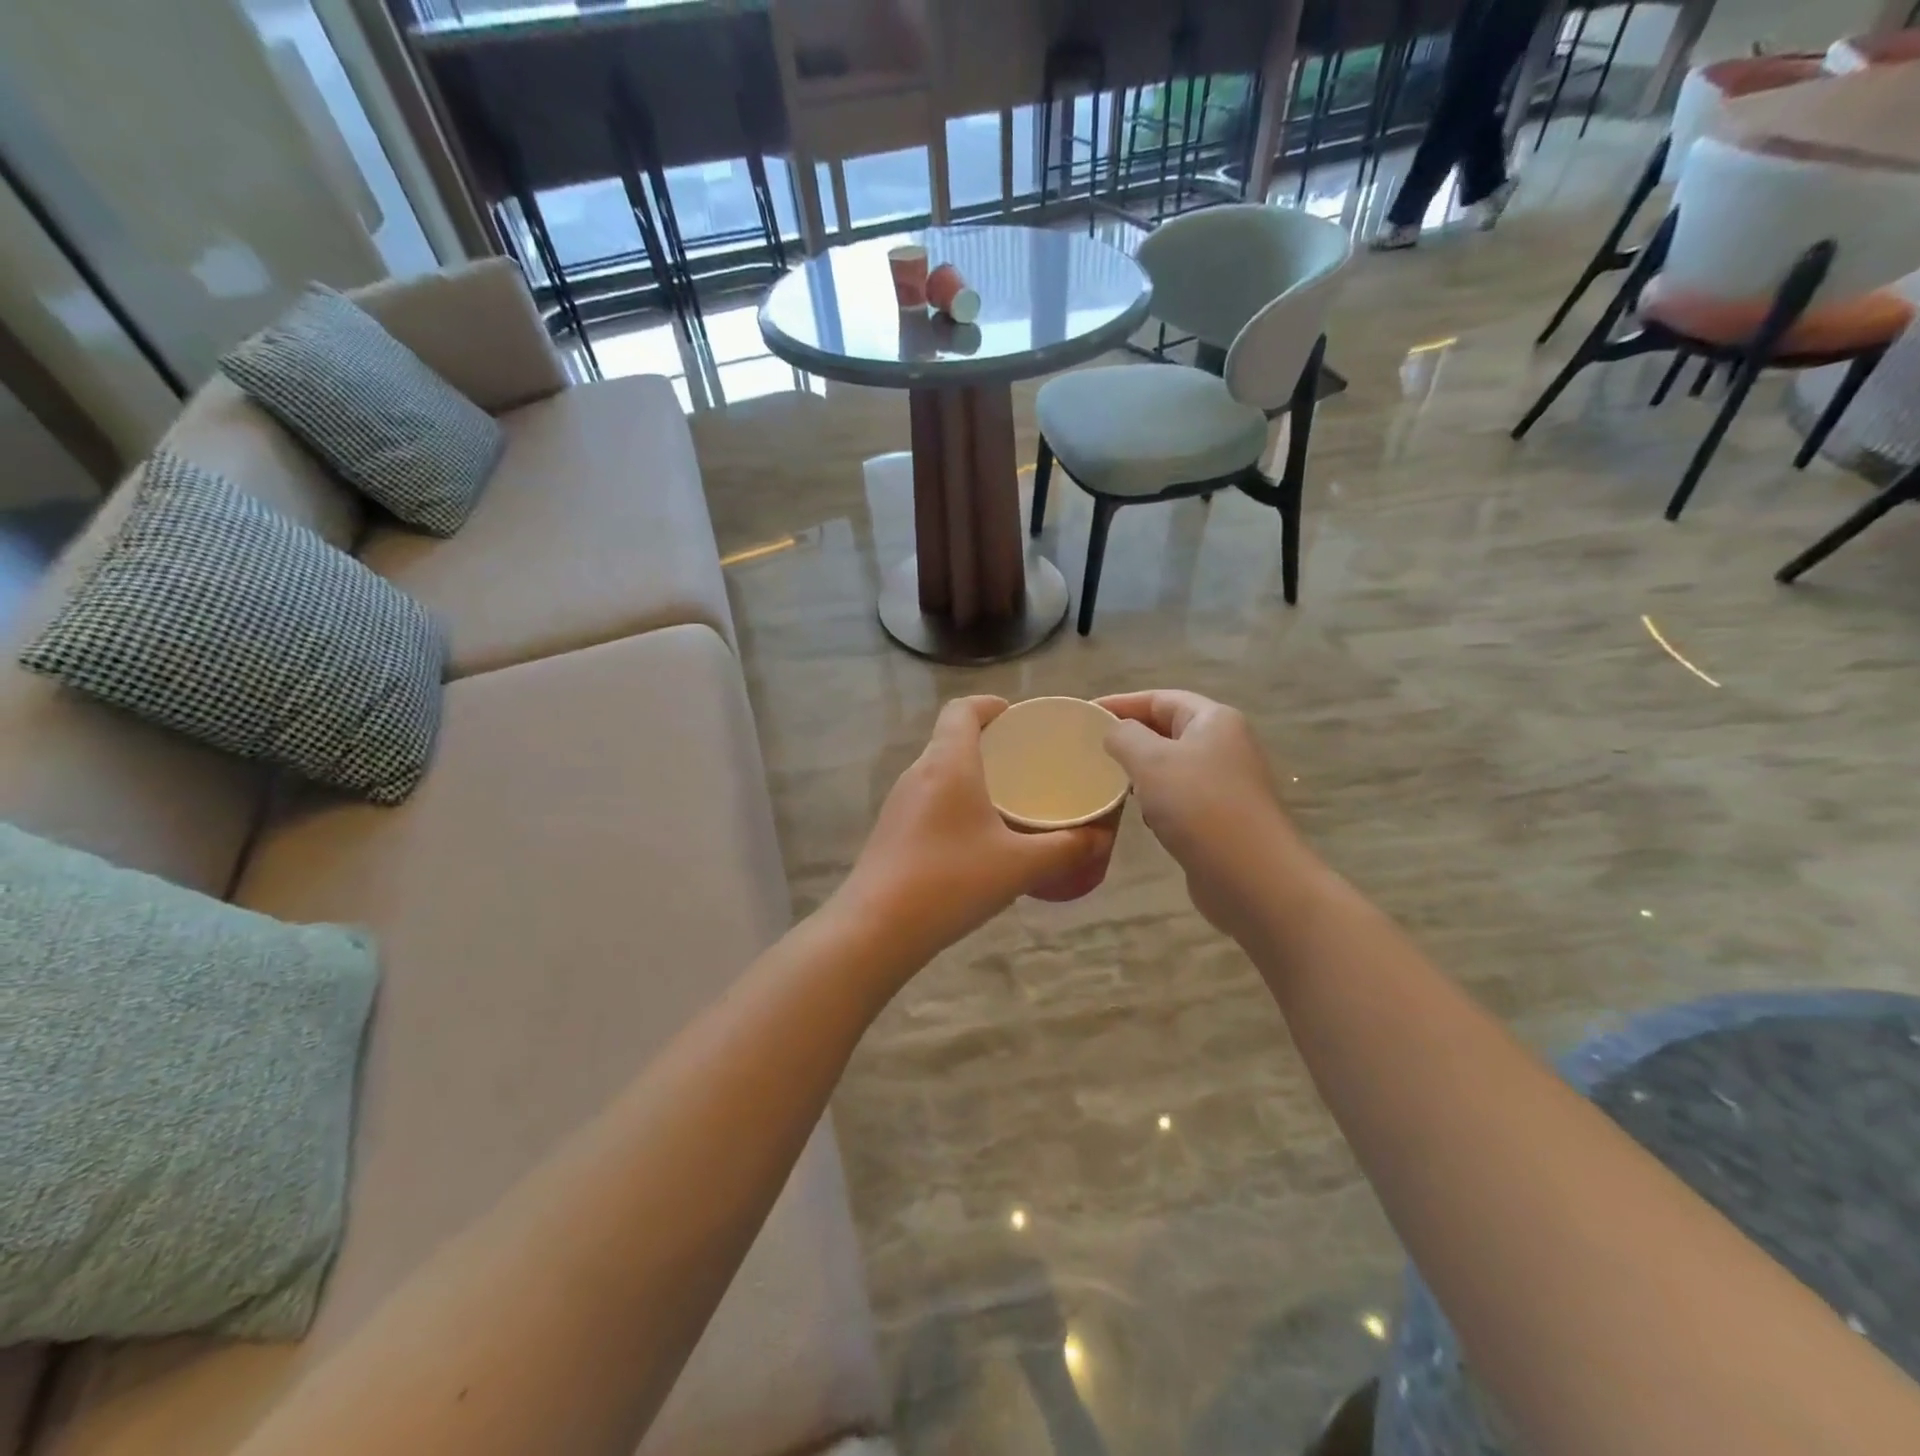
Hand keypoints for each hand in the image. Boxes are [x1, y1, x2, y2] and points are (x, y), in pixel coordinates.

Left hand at [836, 697, 1119, 967]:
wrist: (876, 928)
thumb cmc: (951, 882)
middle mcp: (918, 772)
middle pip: (950, 738)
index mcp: (948, 763)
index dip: (989, 705)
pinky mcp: (890, 830)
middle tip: (1024, 762)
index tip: (1017, 718)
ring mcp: (898, 802)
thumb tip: (1100, 838)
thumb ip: (1066, 849)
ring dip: (969, 774)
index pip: (962, 709)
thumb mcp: (1019, 866)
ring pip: (938, 771)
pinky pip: (927, 799)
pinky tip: (975, 838)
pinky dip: (954, 802)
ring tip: (1006, 799)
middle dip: (987, 742)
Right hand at [1097, 691, 1317, 945]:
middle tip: (1089, 748)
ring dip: (1141, 771)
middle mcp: (1225, 745)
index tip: (1084, 714)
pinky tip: (1140, 815)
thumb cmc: (1200, 807)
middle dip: (1129, 737)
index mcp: (1213, 720)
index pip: (1159, 698)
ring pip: (1172, 766)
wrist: (1252, 877)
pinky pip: (1180, 798)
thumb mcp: (1151, 761)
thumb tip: (1116, 732)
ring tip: (1107, 780)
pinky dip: (1156, 801)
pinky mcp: (1222, 818)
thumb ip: (1125, 737)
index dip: (1120, 703)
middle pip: (1168, 729)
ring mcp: (1226, 783)